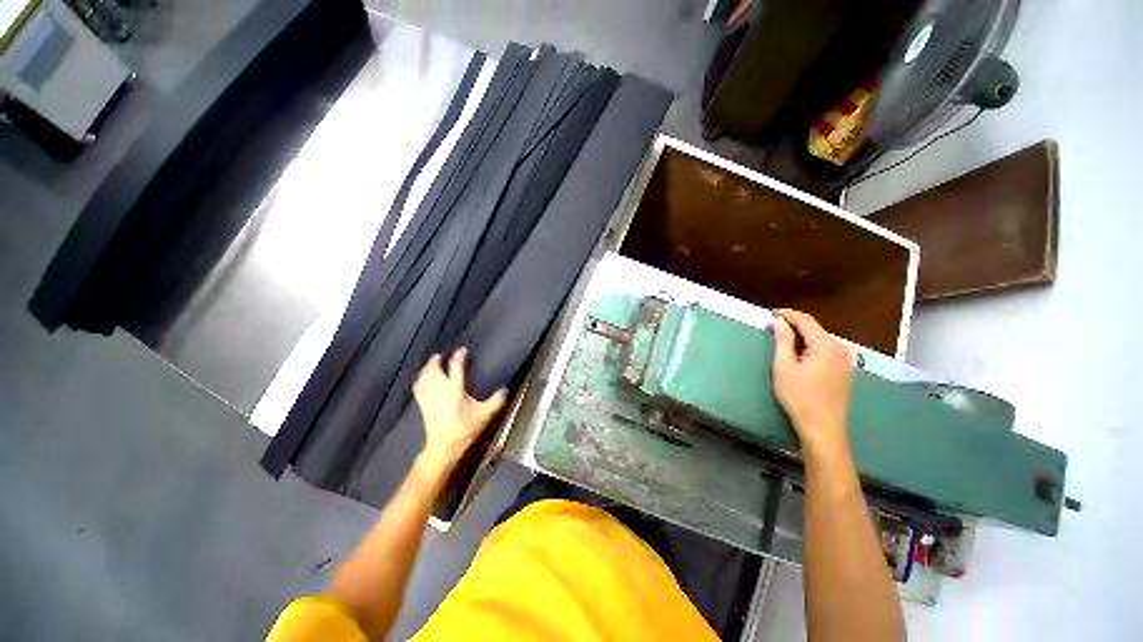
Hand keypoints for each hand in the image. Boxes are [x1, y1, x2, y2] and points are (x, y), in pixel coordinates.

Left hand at [412, 348, 505, 471]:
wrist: (444, 446)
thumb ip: (496, 401)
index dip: (459, 356)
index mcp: (455, 389)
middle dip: (437, 359)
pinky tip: (420, 378)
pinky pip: (418, 388)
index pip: (456, 366)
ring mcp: (429, 397)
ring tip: (431, 362)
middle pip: (435, 368)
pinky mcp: (423, 405)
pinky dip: (419, 380)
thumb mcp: (484, 415)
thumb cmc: (465, 429)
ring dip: (427, 367)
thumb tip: (505, 389)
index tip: (463, 350)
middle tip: (441, 354)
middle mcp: (440, 389)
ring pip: (425, 376)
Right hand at [770, 309, 853, 460]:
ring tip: (783, 340)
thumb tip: (779, 321)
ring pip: (821, 340)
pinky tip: (800, 354)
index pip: (807, 321)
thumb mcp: (784, 367)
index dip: (789, 315)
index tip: (772, 314)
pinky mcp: (845, 371)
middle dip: (795, 326)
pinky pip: (826, 350)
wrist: (822, 427)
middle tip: (774, 328)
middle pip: (816, 329)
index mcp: (826, 346)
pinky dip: (811, 347)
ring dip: (803, 337)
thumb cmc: (799, 396)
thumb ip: (783, 341)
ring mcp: (846, 361)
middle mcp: (841, 349)